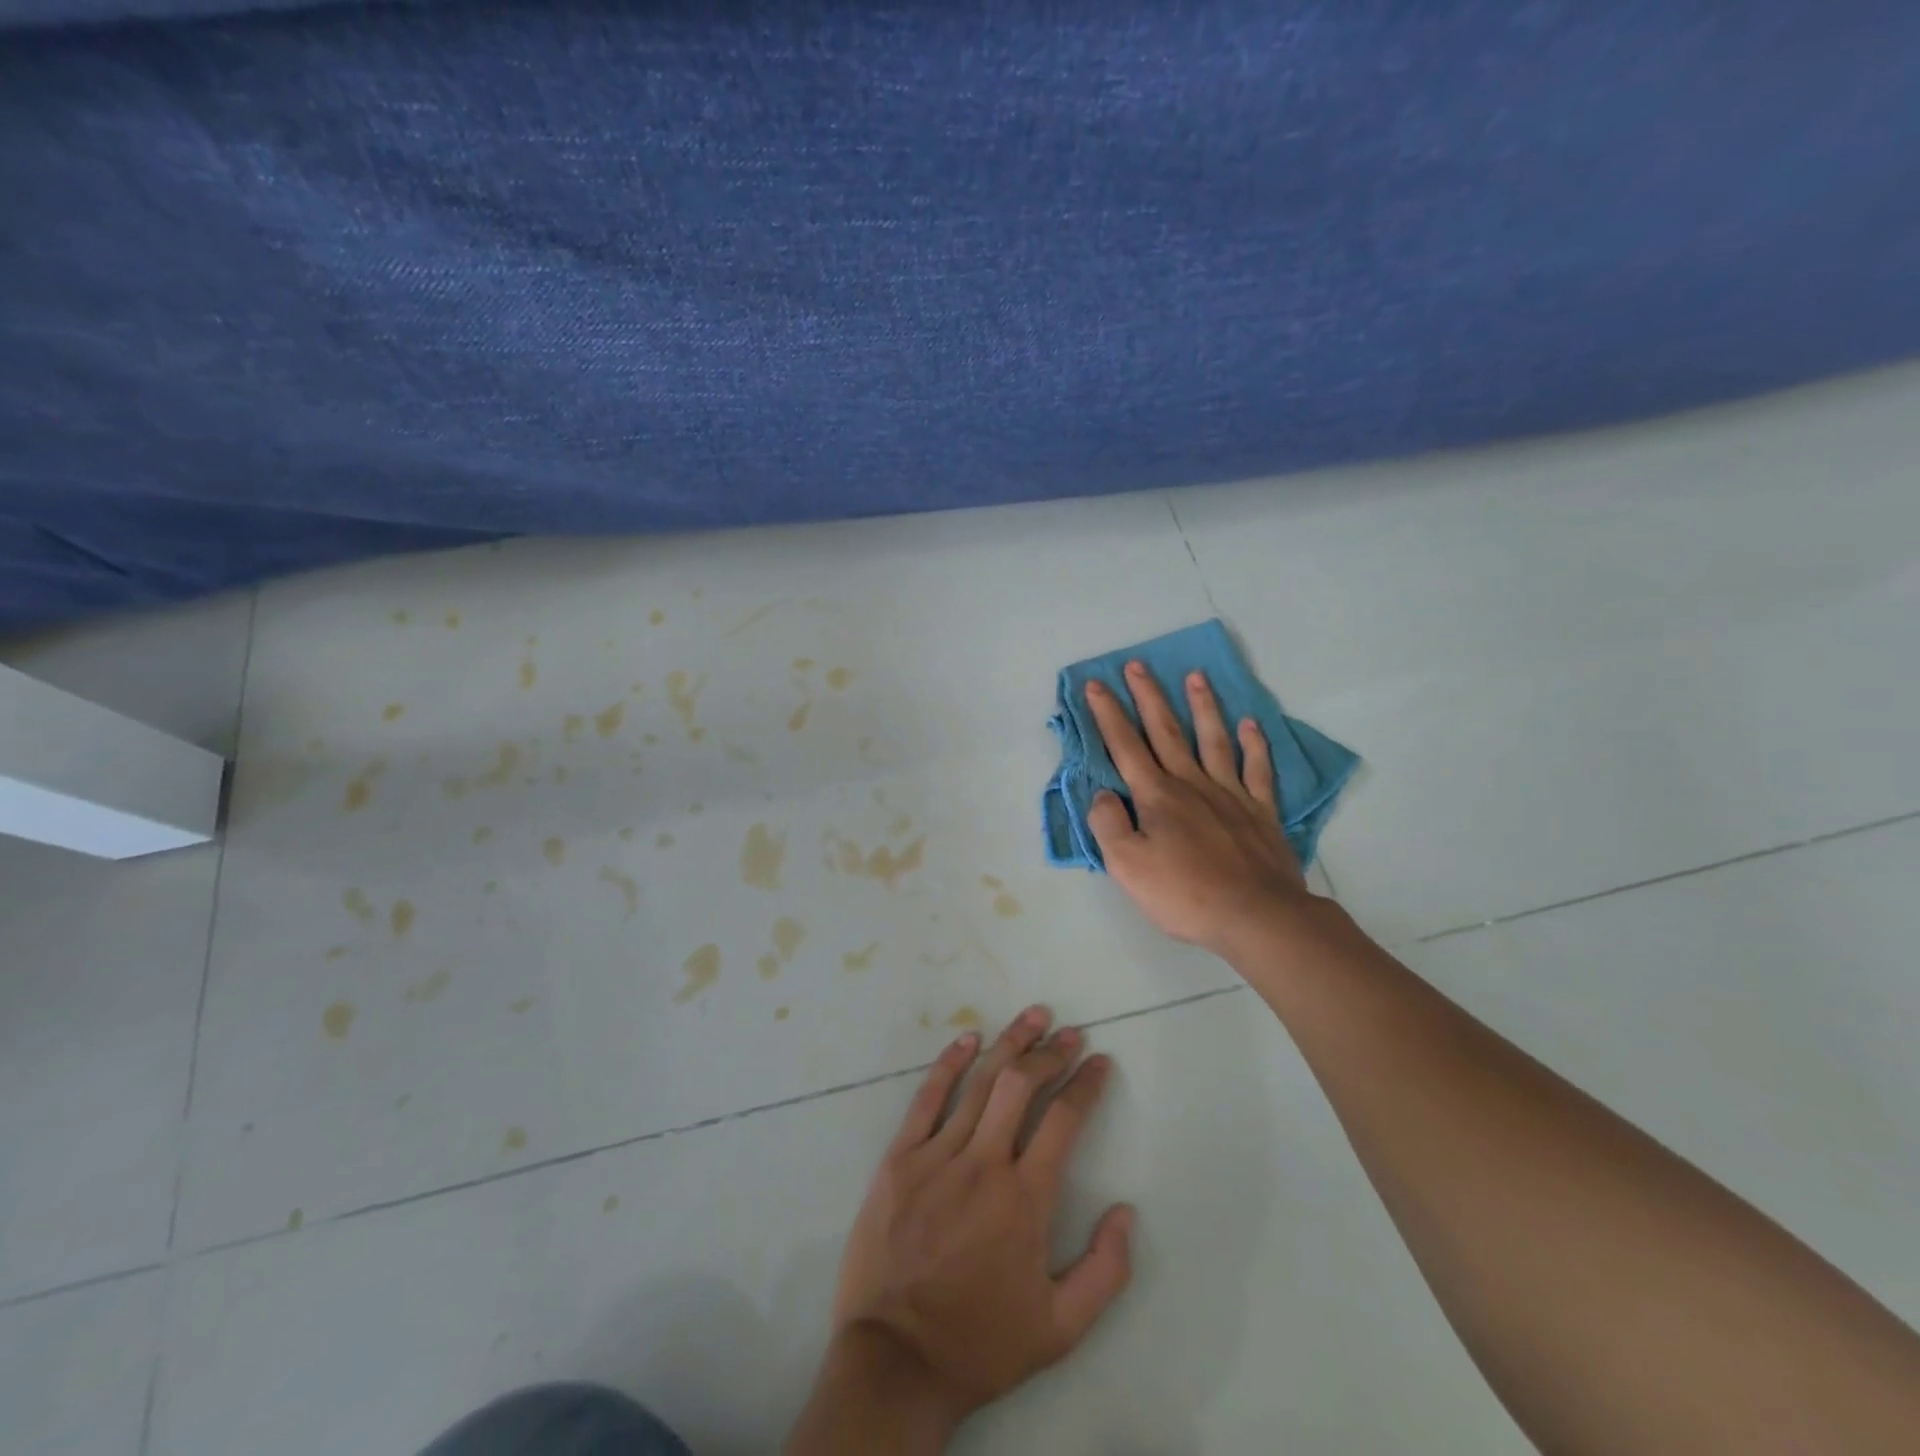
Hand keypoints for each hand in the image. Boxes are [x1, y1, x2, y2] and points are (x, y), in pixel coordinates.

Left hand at [800, 1007, 1133, 1446]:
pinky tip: (968, 1039)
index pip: (1064, 1120)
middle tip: (1070, 1033)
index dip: (1086, 1084)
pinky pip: (927, 1098)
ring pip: (980, 1083)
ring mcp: (937, 1157)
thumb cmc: (980, 1343)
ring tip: (1034, 1015)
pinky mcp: (899, 1159)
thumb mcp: (1060, 1330)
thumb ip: (1105, 1272)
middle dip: (1051, 1052)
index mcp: (1025, 1200)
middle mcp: (984, 1165)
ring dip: (1010, 1043)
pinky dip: (949, 1064)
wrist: (895, 1362)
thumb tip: (1126, 1211)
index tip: (1099, 1061)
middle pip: (1021, 1086)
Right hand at [1083, 661, 1313, 958]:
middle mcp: (1192, 784)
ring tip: (1196, 676)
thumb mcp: (1127, 866)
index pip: (1125, 746)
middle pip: (1167, 731)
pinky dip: (1254, 745)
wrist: (1257, 916)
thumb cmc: (1185, 894)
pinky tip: (1250, 725)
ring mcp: (1230, 794)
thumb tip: (1102, 794)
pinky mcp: (1261, 811)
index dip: (1108, 714)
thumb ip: (1109, 825)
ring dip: (1203, 707)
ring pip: (1213, 740)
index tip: (1096, 684)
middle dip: (1149, 696)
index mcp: (1156, 796)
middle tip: (1138, 665)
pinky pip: (1257, 769)